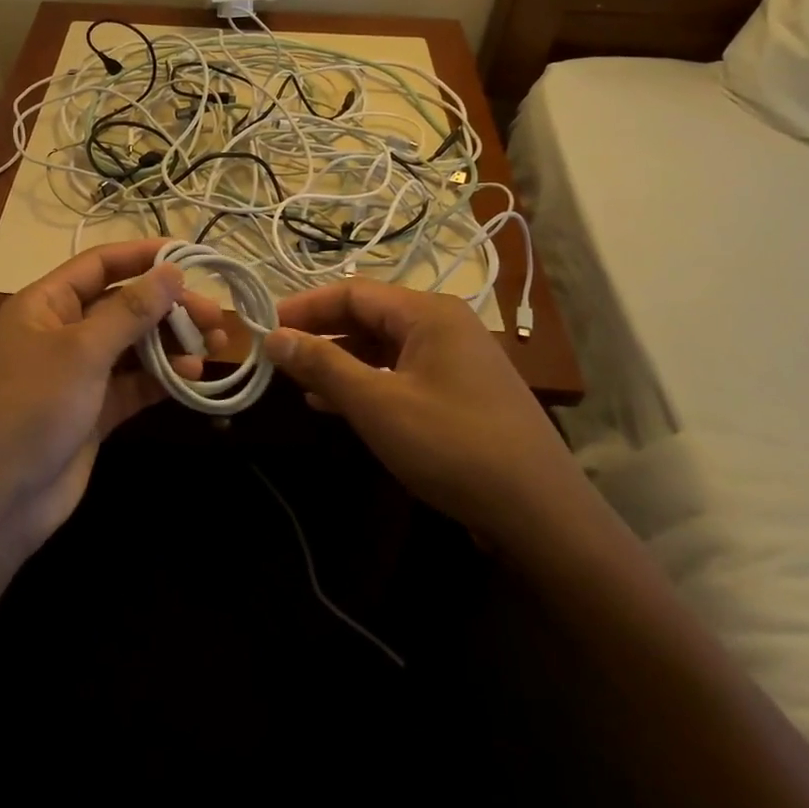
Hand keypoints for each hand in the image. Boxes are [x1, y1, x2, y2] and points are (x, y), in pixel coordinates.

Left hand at [0, 241, 226, 556]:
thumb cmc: (30, 407)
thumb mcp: (81, 351)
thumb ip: (130, 310)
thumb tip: (172, 270)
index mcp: (46, 304)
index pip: (100, 265)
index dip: (142, 256)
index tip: (189, 255)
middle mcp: (63, 331)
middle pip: (124, 305)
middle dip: (168, 306)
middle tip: (214, 316)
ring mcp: (80, 373)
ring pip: (134, 345)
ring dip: (173, 342)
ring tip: (216, 345)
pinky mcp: (94, 411)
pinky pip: (135, 382)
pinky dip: (163, 376)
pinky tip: (194, 376)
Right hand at [263, 282, 585, 545]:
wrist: (542, 515)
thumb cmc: (453, 446)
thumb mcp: (377, 405)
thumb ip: (323, 366)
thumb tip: (274, 337)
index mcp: (428, 312)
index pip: (352, 293)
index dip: (305, 307)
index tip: (266, 327)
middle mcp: (445, 324)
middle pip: (369, 316)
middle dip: (322, 334)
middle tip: (280, 355)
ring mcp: (457, 359)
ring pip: (385, 347)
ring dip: (342, 361)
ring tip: (301, 383)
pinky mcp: (463, 392)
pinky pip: (403, 372)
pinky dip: (369, 382)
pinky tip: (340, 406)